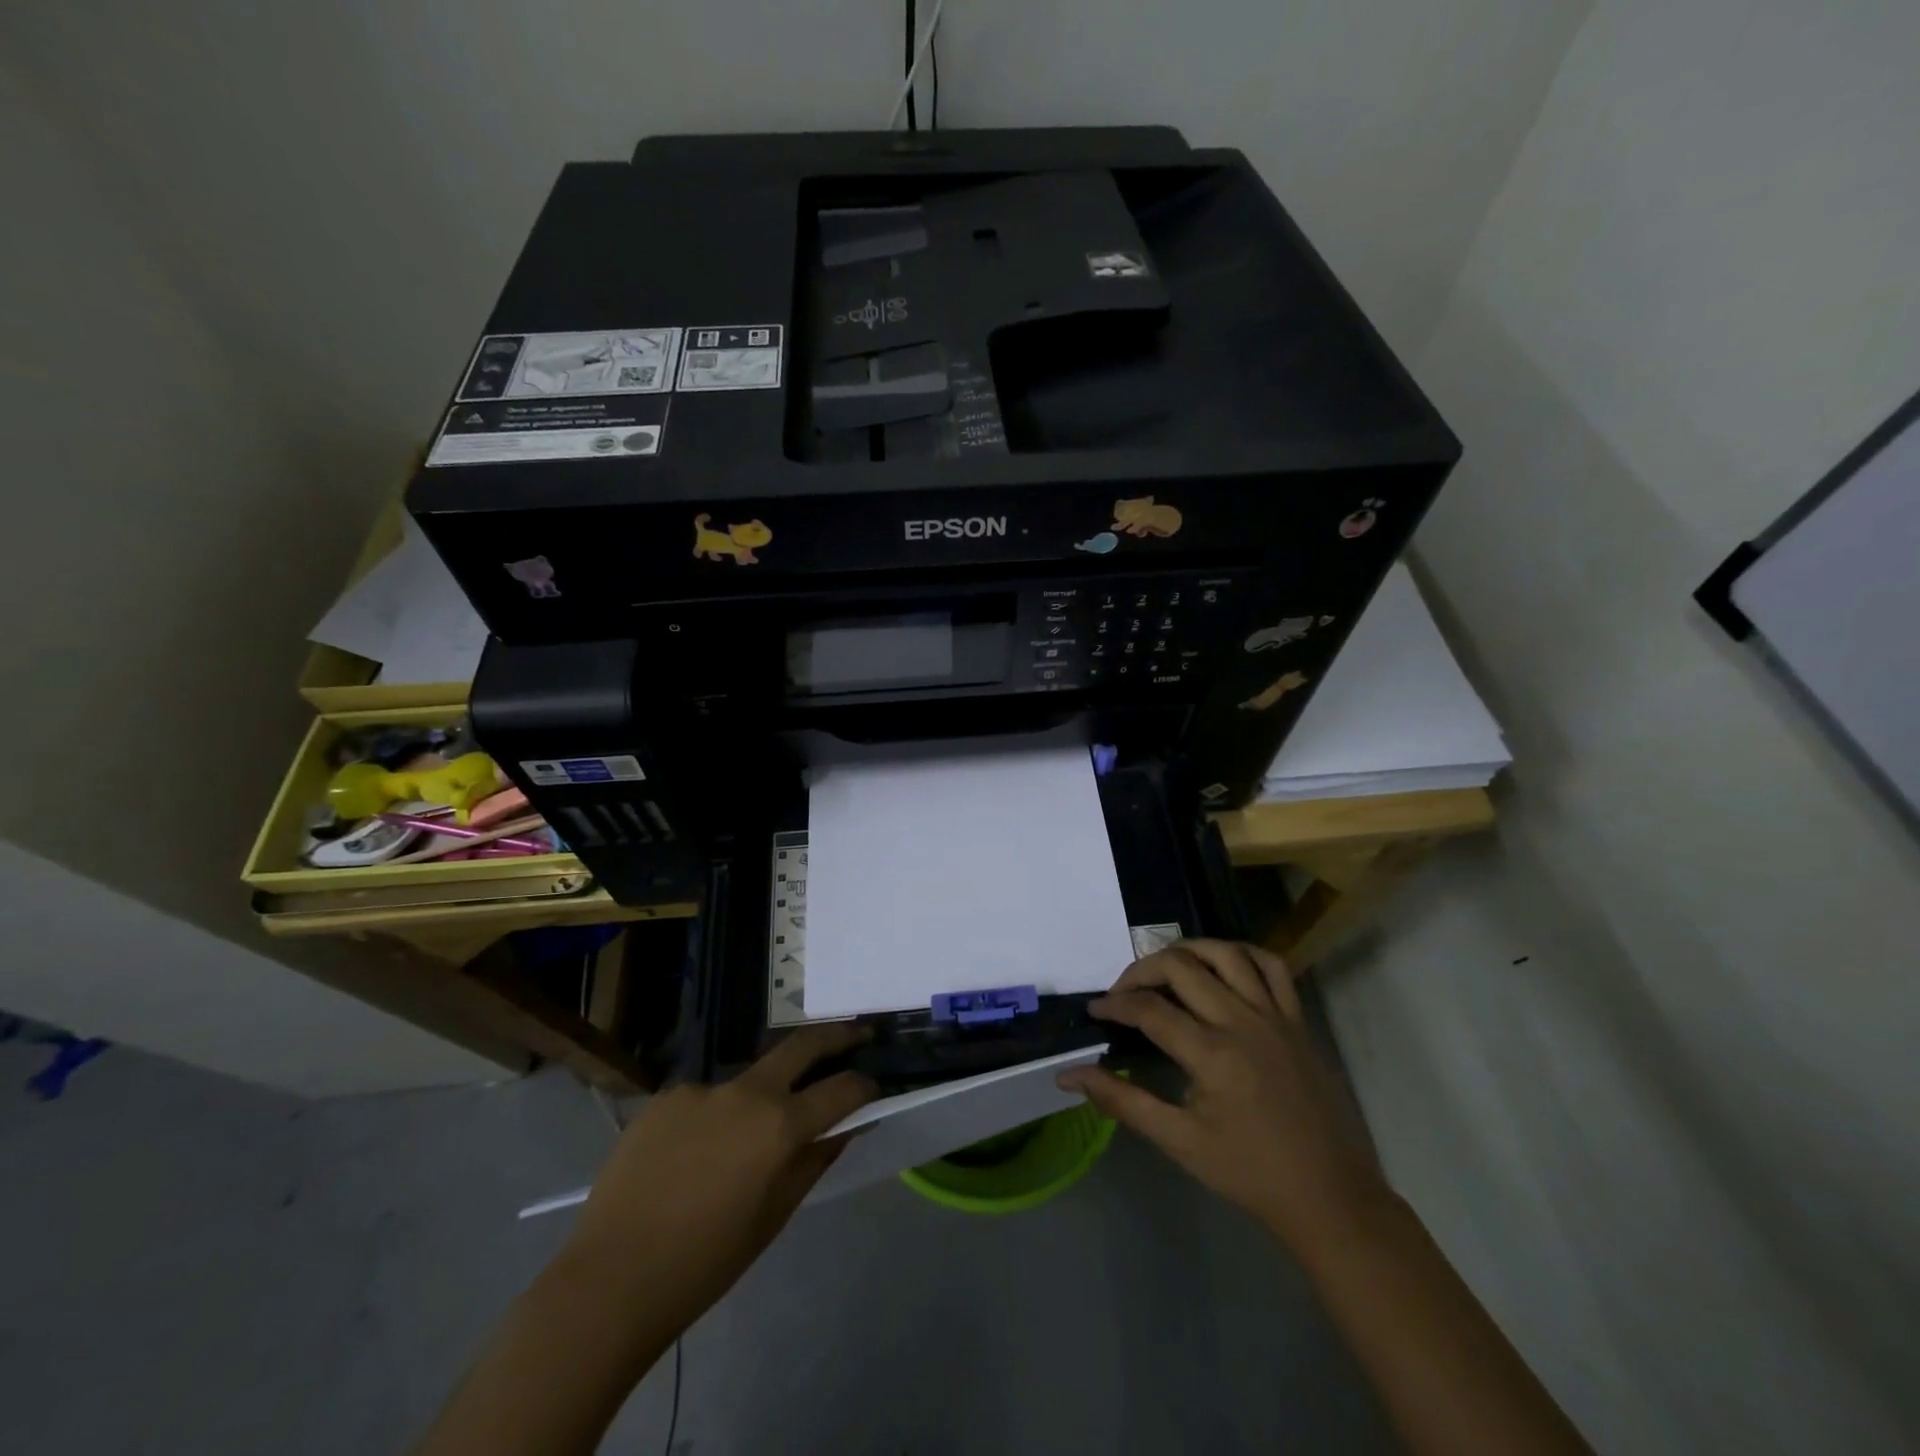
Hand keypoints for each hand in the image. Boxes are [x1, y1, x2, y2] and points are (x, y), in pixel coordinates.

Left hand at [562, 1023, 876, 1323]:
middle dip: (837, 1036)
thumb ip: (815, 1161)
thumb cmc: (706, 1262)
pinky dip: (712, 1118)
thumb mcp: (774, 1216)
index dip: (864, 1086)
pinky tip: (690, 1158)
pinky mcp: (666, 1096)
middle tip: (858, 1034)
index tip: (874, 1086)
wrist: (612, 1279)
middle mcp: (746, 1092)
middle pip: (802, 1044)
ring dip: (759, 1098)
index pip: (841, 1089)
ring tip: (736, 1149)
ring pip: (746, 1081)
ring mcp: (702, 1088)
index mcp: (779, 1126)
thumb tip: (845, 1127)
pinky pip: (704, 1100)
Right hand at [1058, 939, 1389, 1254]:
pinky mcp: (1297, 1020)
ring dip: (1187, 950)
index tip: (1095, 1010)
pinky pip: (1272, 966)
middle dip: (1141, 970)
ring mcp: (1275, 1016)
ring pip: (1225, 953)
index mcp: (1212, 1054)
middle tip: (1124, 992)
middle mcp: (1242, 1022)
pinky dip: (1243, 953)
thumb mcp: (1178, 1141)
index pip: (1149, 1009)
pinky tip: (1222, 963)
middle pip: (1181, 967)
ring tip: (1165, 967)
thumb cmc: (1248, 1173)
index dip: (1114, 1004)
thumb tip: (1068, 1076)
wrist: (1328, 1196)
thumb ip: (1122, 1102)